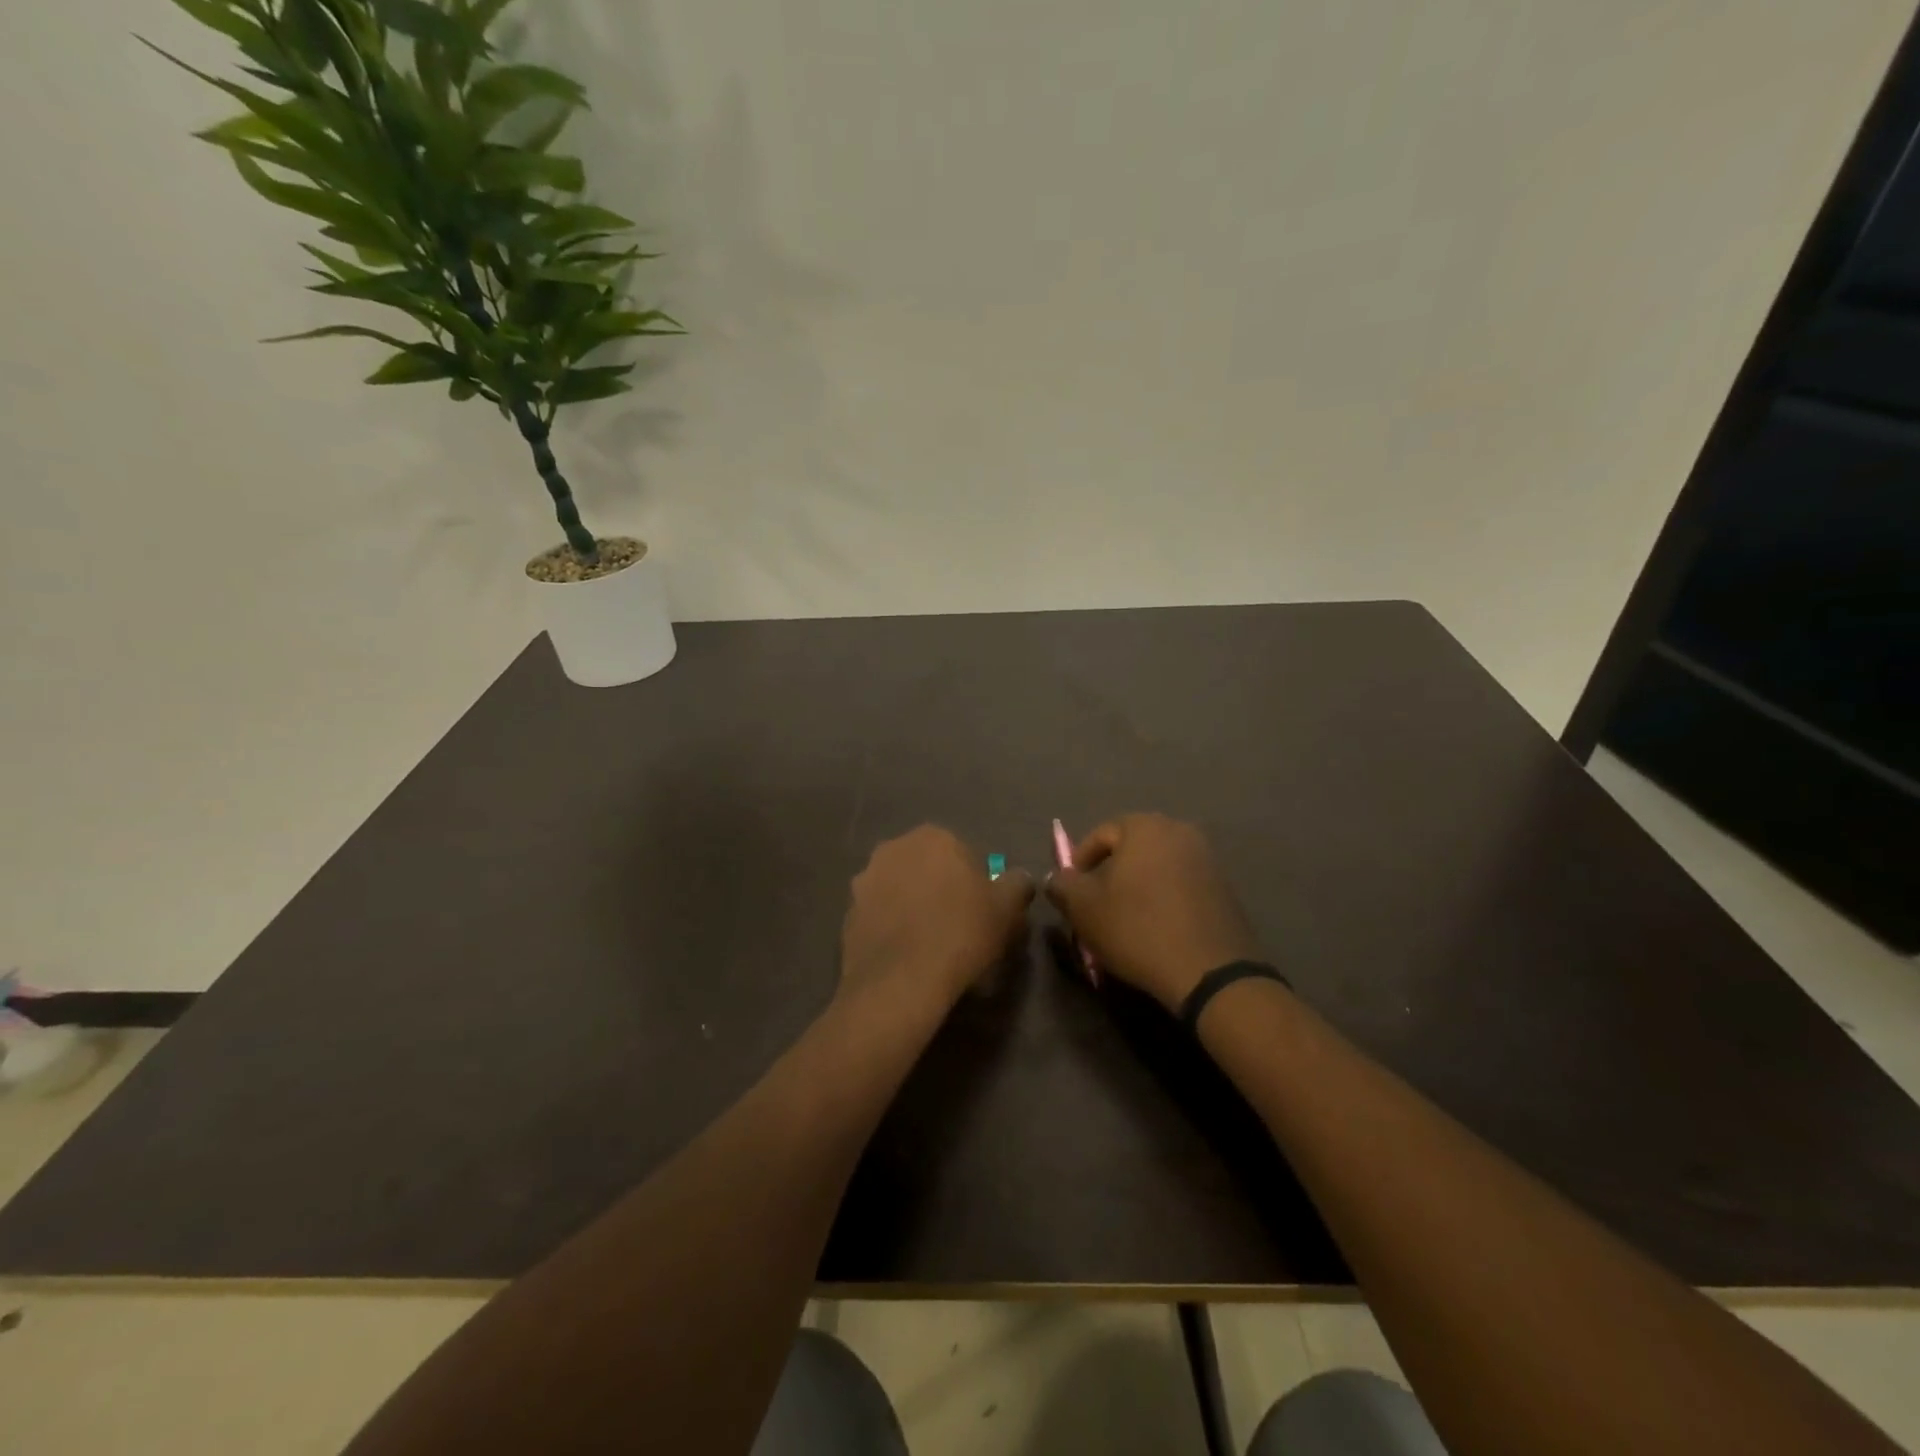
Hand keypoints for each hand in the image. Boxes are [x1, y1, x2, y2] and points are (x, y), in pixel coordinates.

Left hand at [840, 825, 1035, 1015]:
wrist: (900, 981)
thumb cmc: (960, 933)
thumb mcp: (1007, 908)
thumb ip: (1017, 884)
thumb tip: (1018, 879)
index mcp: (933, 837)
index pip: (963, 853)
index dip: (975, 883)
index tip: (982, 911)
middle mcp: (893, 848)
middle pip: (927, 868)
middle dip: (940, 889)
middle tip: (958, 926)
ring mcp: (865, 879)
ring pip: (900, 889)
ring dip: (913, 905)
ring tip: (929, 942)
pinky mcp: (848, 912)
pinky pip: (879, 915)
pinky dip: (892, 927)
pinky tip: (906, 954)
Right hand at [1045, 814, 1259, 1011]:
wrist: (1210, 972)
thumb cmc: (1138, 928)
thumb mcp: (1084, 908)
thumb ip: (1063, 885)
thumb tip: (1057, 878)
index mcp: (1145, 826)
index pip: (1100, 835)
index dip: (1079, 863)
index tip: (1072, 893)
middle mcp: (1180, 831)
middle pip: (1131, 848)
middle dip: (1109, 873)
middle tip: (1096, 905)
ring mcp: (1207, 858)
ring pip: (1157, 866)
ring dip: (1137, 887)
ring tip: (1125, 919)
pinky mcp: (1225, 887)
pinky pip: (1181, 885)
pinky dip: (1164, 899)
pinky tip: (1156, 928)